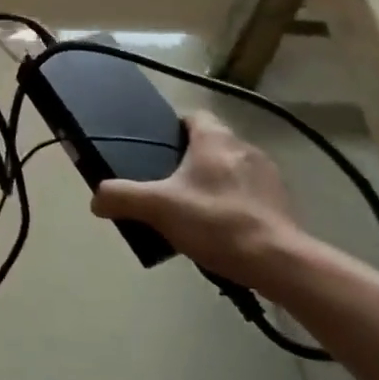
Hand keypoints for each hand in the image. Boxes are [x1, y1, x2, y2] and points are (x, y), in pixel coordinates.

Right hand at [91, 111, 300, 286]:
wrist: (278, 262)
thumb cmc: (215, 222)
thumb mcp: (157, 208)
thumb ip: (122, 198)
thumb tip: (96, 199)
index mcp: (215, 138)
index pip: (193, 117)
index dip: (174, 129)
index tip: (159, 151)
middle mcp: (244, 147)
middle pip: (211, 144)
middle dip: (192, 160)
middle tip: (170, 186)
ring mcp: (268, 175)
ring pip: (232, 168)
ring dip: (216, 182)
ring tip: (196, 211)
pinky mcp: (283, 202)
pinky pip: (251, 193)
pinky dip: (236, 203)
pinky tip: (223, 229)